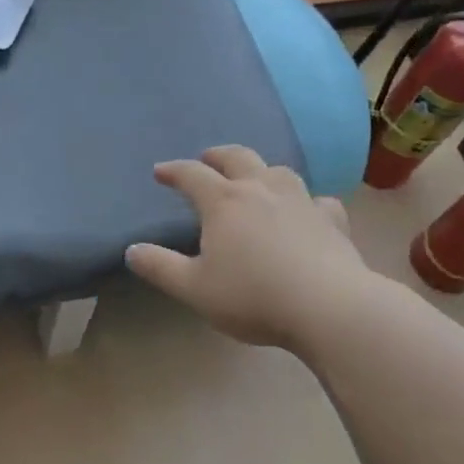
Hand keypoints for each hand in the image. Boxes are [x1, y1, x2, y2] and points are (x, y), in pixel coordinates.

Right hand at [125, 145, 371, 347]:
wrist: (328, 307)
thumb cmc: (252, 296)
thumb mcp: (194, 288)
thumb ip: (160, 268)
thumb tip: (131, 251)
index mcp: (224, 202)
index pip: (192, 175)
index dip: (173, 170)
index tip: (160, 172)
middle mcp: (261, 190)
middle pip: (237, 157)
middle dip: (217, 156)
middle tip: (207, 159)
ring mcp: (301, 201)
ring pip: (278, 171)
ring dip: (261, 169)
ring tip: (254, 179)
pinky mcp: (331, 220)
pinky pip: (317, 200)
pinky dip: (307, 201)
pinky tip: (308, 210)